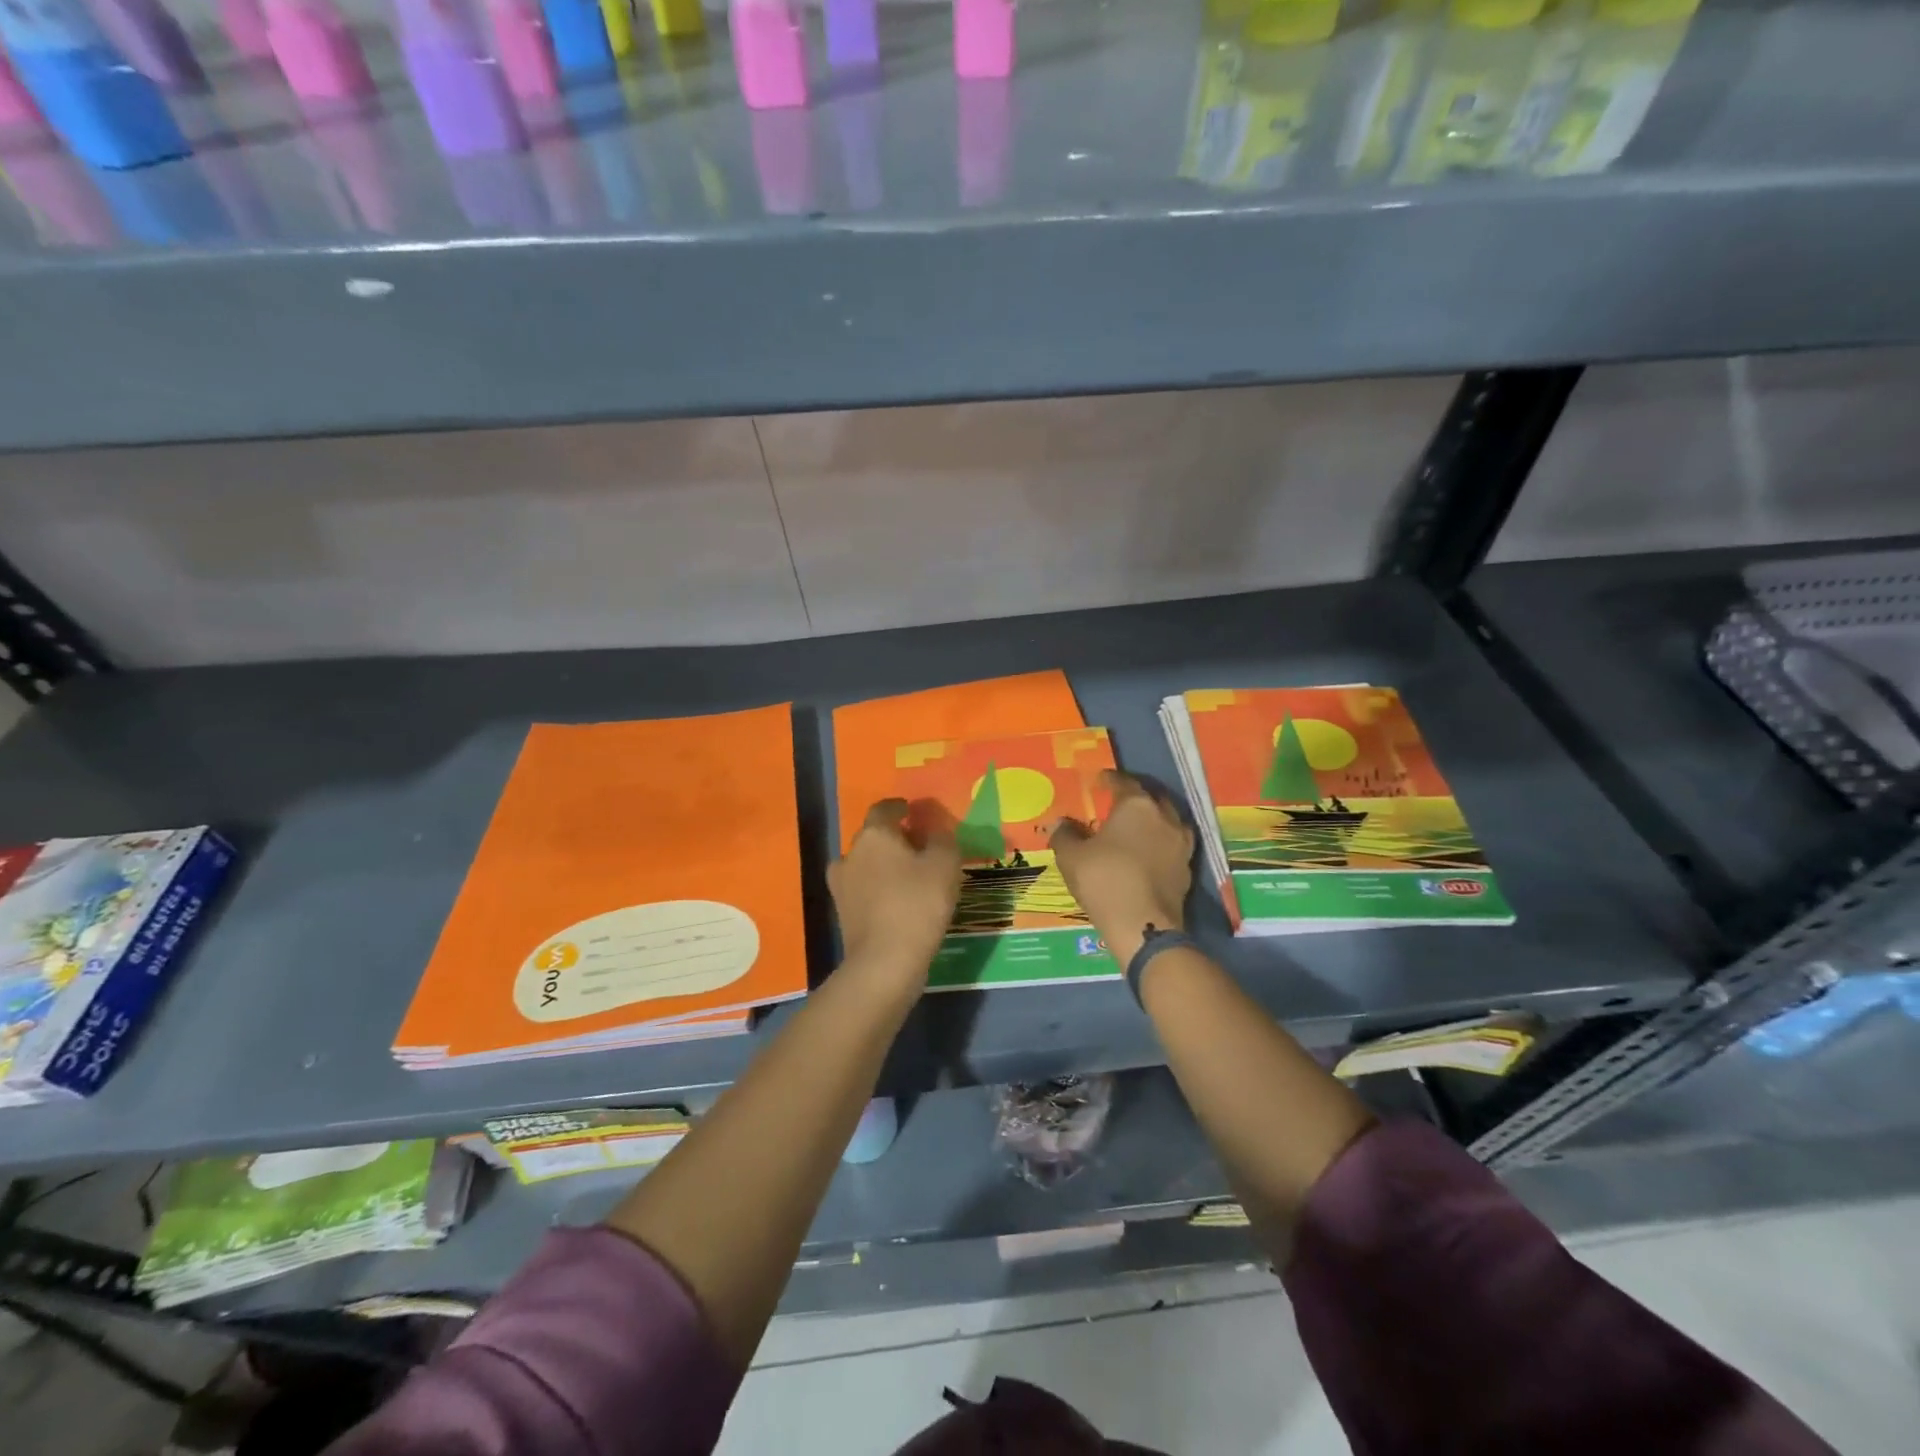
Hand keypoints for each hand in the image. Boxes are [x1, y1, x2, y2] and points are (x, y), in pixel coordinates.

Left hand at [829, 798, 962, 981]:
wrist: (885, 961)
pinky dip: (878, 889)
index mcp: (875, 834)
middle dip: (894, 837)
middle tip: (919, 846)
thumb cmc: (918, 904)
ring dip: (883, 864)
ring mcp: (842, 884)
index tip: (912, 811)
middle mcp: (851, 853)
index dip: (900, 807)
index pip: (884, 809)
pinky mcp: (842, 912)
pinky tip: (897, 900)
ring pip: (865, 864)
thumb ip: (942, 839)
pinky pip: (863, 890)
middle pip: (873, 836)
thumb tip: (935, 830)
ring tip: (908, 876)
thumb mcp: (945, 864)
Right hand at [1051, 771, 1194, 963]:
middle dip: (1135, 797)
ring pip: (1167, 822)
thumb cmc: (1104, 880)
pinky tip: (1147, 855)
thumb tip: (1060, 824)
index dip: (1109, 780)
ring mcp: (1181, 844)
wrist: (1142, 926)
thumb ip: (1064, 835)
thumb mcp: (1071, 856)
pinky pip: (1172, 846)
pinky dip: (1160, 845)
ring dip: (1152, 821)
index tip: (1098, 781)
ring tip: (1136, 829)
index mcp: (1137, 805)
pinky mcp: (1187, 869)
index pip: (1123, 782)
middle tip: (1117, 803)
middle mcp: (1164, 817)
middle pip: (1151, 798)